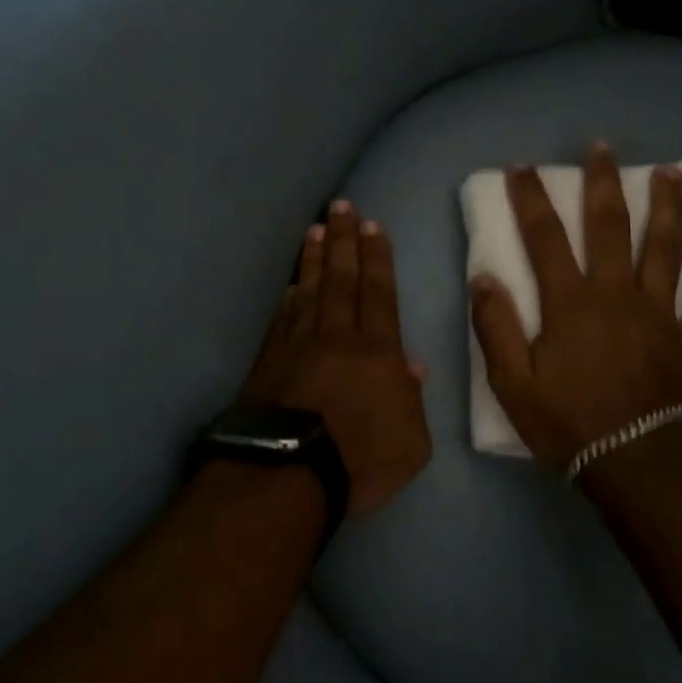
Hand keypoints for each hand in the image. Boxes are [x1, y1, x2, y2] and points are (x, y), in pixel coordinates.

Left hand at [241, 200, 432, 516]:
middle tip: (342, 207)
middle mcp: (337, 336)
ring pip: (309, 290)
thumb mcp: (412, 441)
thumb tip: (411, 365)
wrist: (287, 475)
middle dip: (344, 240)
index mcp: (377, 351)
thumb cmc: (361, 461)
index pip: (378, 292)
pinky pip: (282, 317)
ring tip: (316, 229)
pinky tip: (291, 284)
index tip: (372, 226)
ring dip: (314, 257)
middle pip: (341, 278)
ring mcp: (297, 345)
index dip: (377, 257)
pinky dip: (289, 296)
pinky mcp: (268, 361)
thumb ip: (413, 400)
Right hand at [470, 143, 681, 471]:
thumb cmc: (566, 422)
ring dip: (668, 208)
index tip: (523, 167)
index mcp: (571, 303)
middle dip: (603, 183)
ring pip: (667, 250)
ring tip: (672, 174)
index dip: (531, 199)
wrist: (631, 462)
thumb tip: (485, 278)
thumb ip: (495, 327)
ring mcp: (660, 315)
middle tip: (603, 148)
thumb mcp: (511, 382)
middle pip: (611, 227)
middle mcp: (617, 295)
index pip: (545, 237)